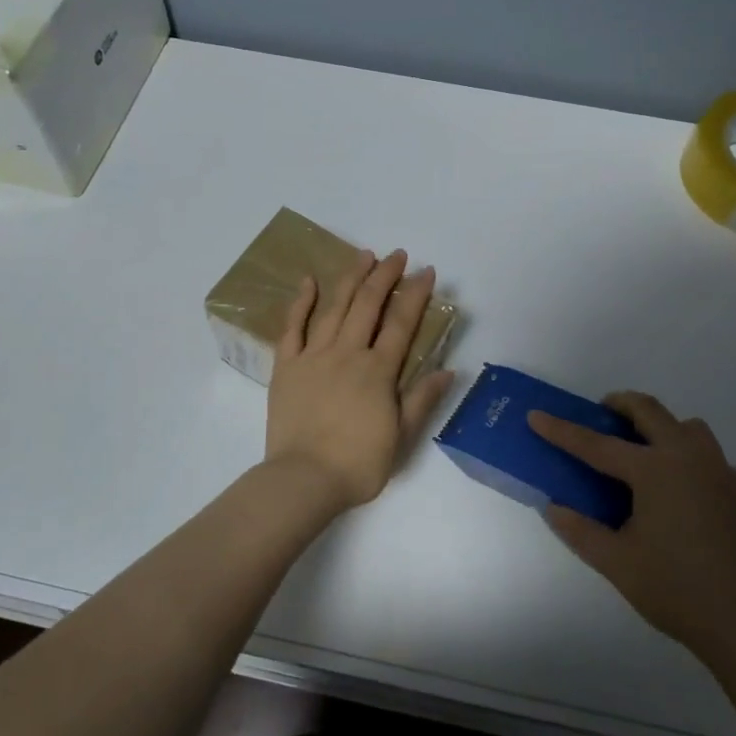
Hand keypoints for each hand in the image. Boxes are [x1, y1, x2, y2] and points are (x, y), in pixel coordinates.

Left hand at [265, 249, 456, 511]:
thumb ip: (422, 399)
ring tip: (364, 256)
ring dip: (351, 278)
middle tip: (397, 255)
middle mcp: (347, 353)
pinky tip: (309, 282)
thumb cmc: (358, 463)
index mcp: (378, 371)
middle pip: (368, 304)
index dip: (416, 294)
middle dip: (385, 275)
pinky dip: (301, 302)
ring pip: (334, 307)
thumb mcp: (402, 437)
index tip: (427, 271)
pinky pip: (292, 327)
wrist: (304, 479)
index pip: (402, 323)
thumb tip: (448, 370)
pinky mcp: (287, 366)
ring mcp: (314, 356)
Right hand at [529, 392, 735, 666]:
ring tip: (642, 451)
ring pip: (688, 427)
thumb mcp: (616, 562)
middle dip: (620, 405)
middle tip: (600, 415)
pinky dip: (691, 459)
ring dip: (660, 427)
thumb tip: (553, 507)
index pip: (597, 445)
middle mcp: (689, 458)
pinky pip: (712, 458)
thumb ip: (580, 530)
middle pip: (650, 411)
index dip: (562, 431)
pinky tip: (683, 488)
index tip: (536, 416)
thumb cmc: (677, 590)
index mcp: (655, 470)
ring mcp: (720, 473)